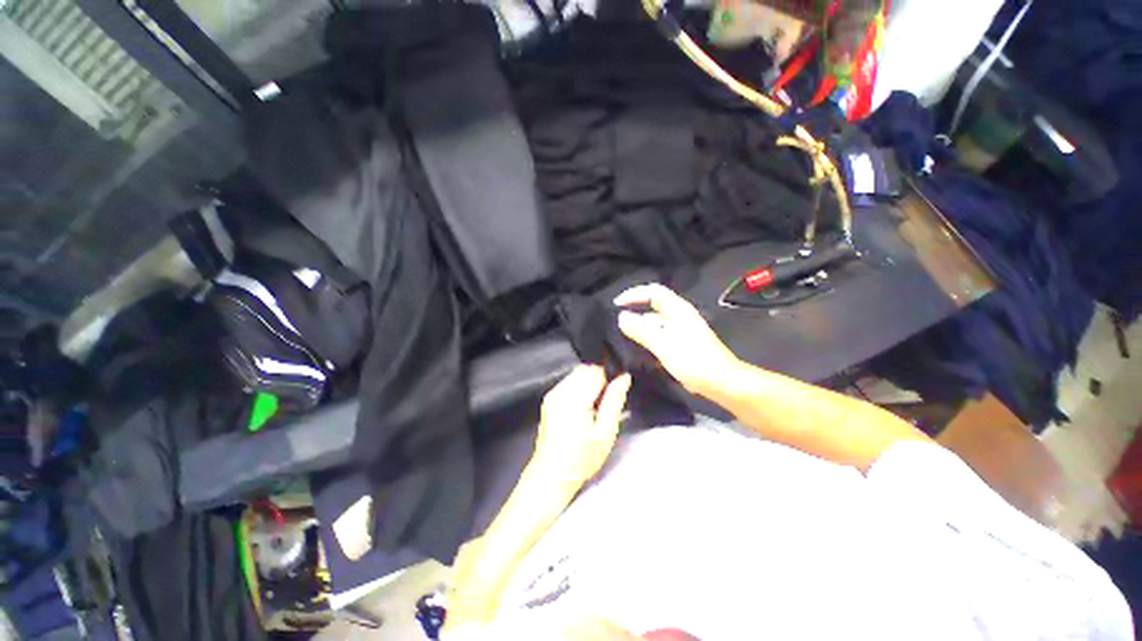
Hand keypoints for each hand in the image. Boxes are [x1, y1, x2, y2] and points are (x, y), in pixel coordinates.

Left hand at [534, 365, 630, 484]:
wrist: (551, 474)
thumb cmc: (582, 457)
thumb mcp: (605, 433)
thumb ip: (615, 401)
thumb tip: (624, 377)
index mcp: (575, 398)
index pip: (595, 371)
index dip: (608, 379)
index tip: (612, 395)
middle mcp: (560, 391)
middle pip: (584, 369)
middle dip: (598, 380)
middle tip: (604, 404)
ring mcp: (552, 394)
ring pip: (576, 374)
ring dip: (588, 383)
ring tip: (593, 408)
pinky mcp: (549, 399)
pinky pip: (568, 382)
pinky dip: (578, 388)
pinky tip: (581, 408)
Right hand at [614, 283, 741, 398]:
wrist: (721, 382)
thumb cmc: (692, 360)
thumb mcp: (663, 344)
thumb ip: (641, 330)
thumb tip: (621, 317)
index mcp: (678, 309)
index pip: (653, 291)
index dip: (634, 294)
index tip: (616, 304)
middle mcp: (679, 316)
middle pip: (653, 306)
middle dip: (634, 311)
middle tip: (616, 322)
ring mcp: (681, 330)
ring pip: (655, 323)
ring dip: (640, 327)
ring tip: (622, 337)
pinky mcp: (681, 344)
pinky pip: (659, 336)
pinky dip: (648, 339)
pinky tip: (638, 350)